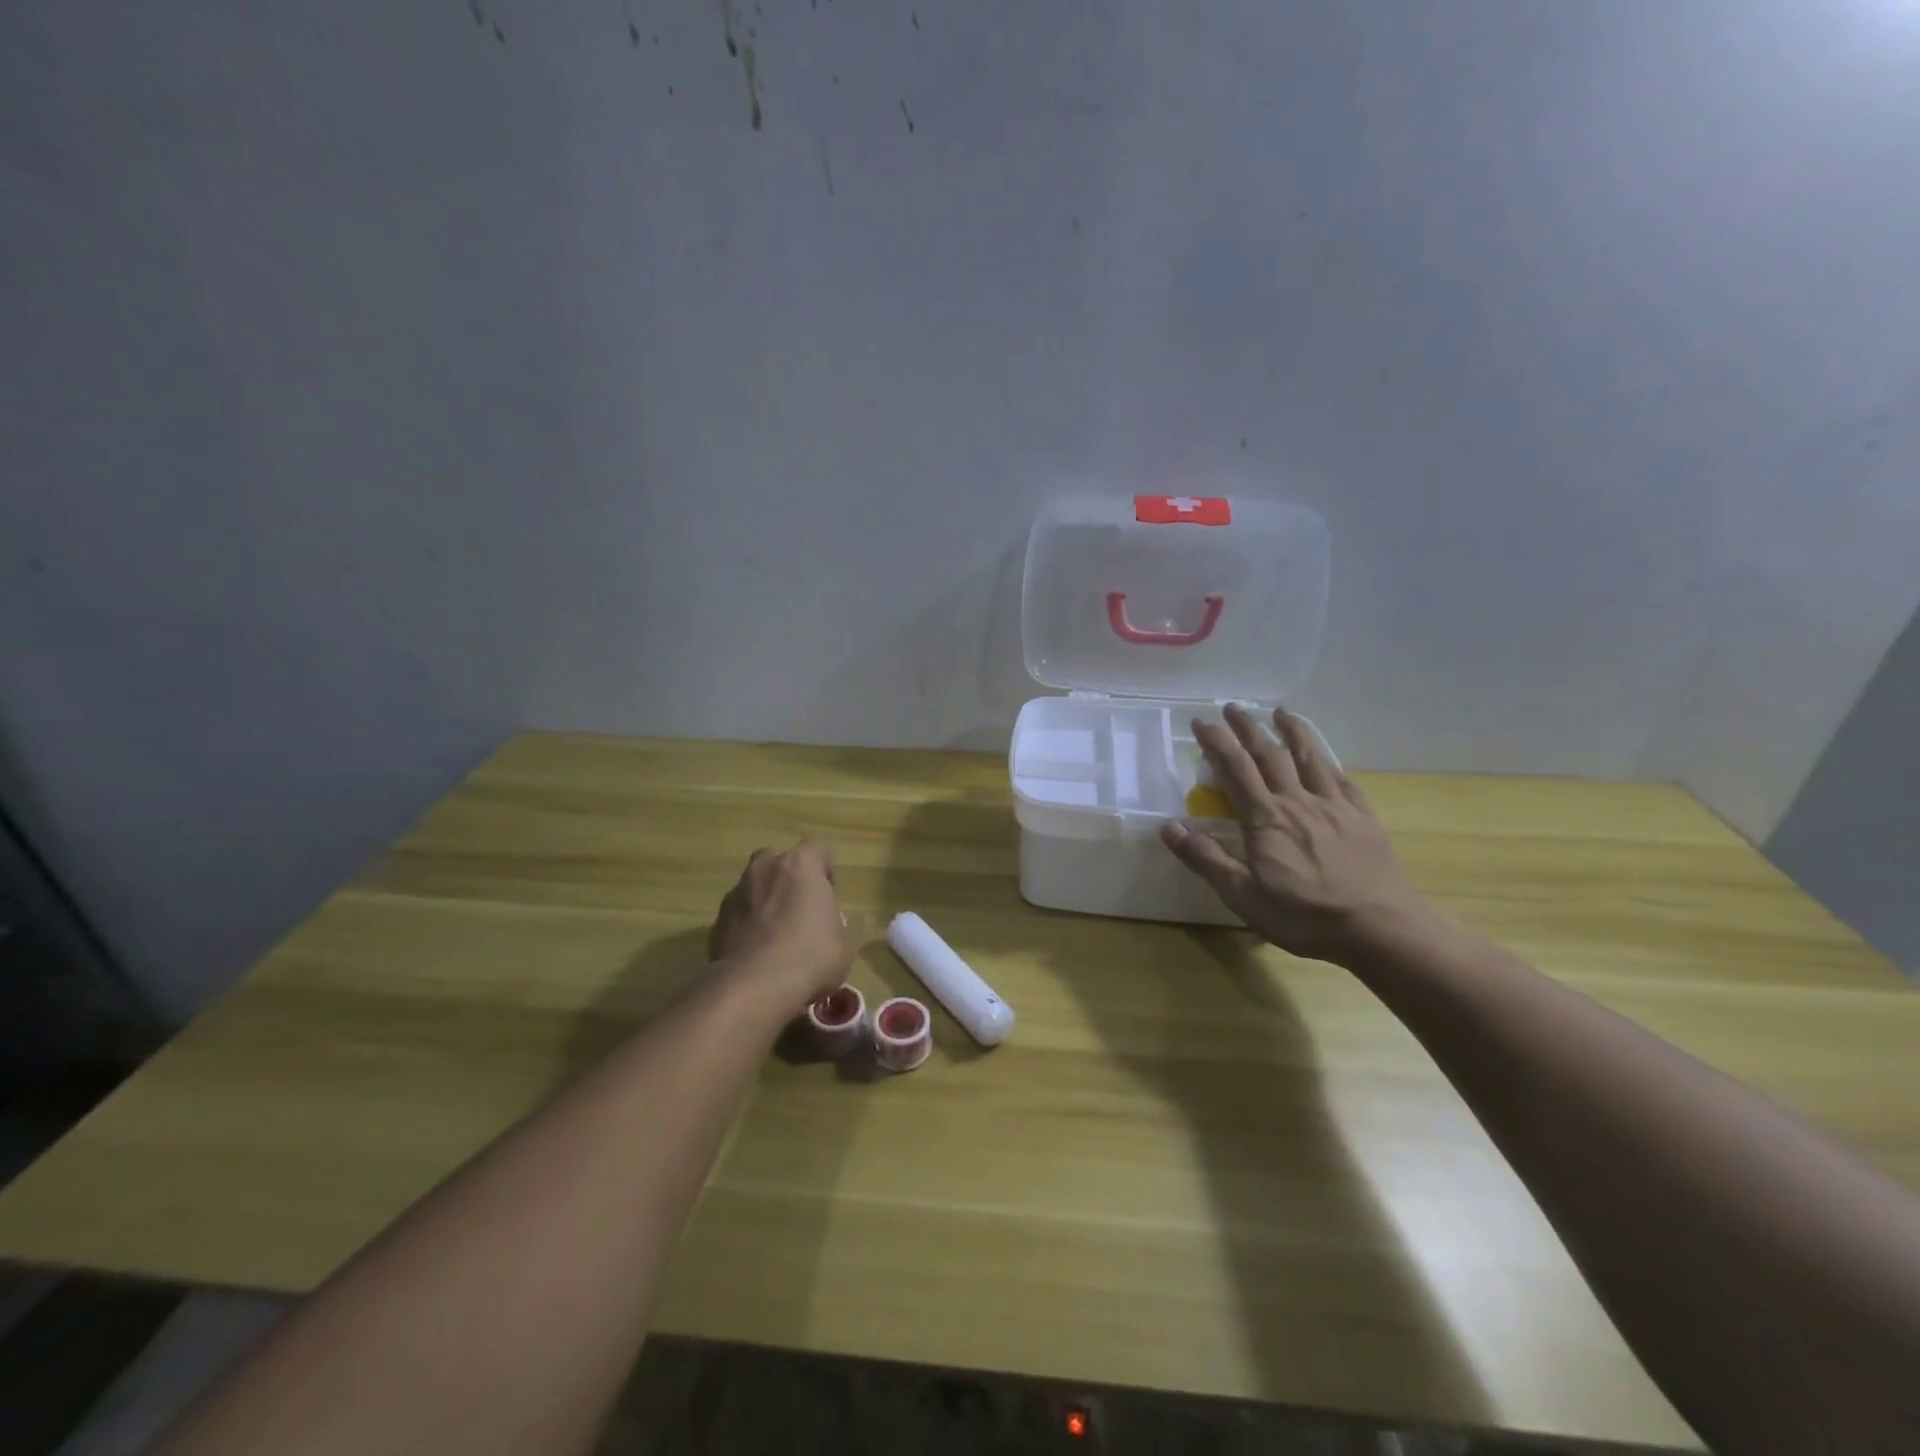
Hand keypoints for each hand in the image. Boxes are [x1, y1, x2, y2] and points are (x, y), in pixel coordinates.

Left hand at [707, 841, 853, 1011]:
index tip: (830, 898)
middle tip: (801, 910)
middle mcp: (766, 868)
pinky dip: (747, 925)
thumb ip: (843, 925)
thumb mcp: (845, 945)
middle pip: (780, 862)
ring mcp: (737, 892)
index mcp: (801, 864)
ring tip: (776, 935)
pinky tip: (757, 953)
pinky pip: (738, 914)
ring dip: (766, 901)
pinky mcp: (717, 920)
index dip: (826, 872)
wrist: (753, 986)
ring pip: (755, 886)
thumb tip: (839, 923)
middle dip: (790, 880)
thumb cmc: (810, 956)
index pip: (818, 849)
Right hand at [1161, 705, 1431, 962]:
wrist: (1380, 928)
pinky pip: (1342, 780)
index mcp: (1265, 819)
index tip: (1201, 722)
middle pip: (1270, 754)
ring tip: (1282, 712)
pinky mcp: (1362, 818)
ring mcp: (1333, 807)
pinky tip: (1326, 759)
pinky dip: (1329, 762)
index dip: (1217, 742)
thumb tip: (1169, 827)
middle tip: (1233, 707)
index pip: (1235, 769)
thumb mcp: (1244, 896)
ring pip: (1309, 758)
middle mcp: (1297, 802)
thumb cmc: (1305, 916)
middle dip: (1249, 728)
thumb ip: (1206, 859)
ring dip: (1292, 732)